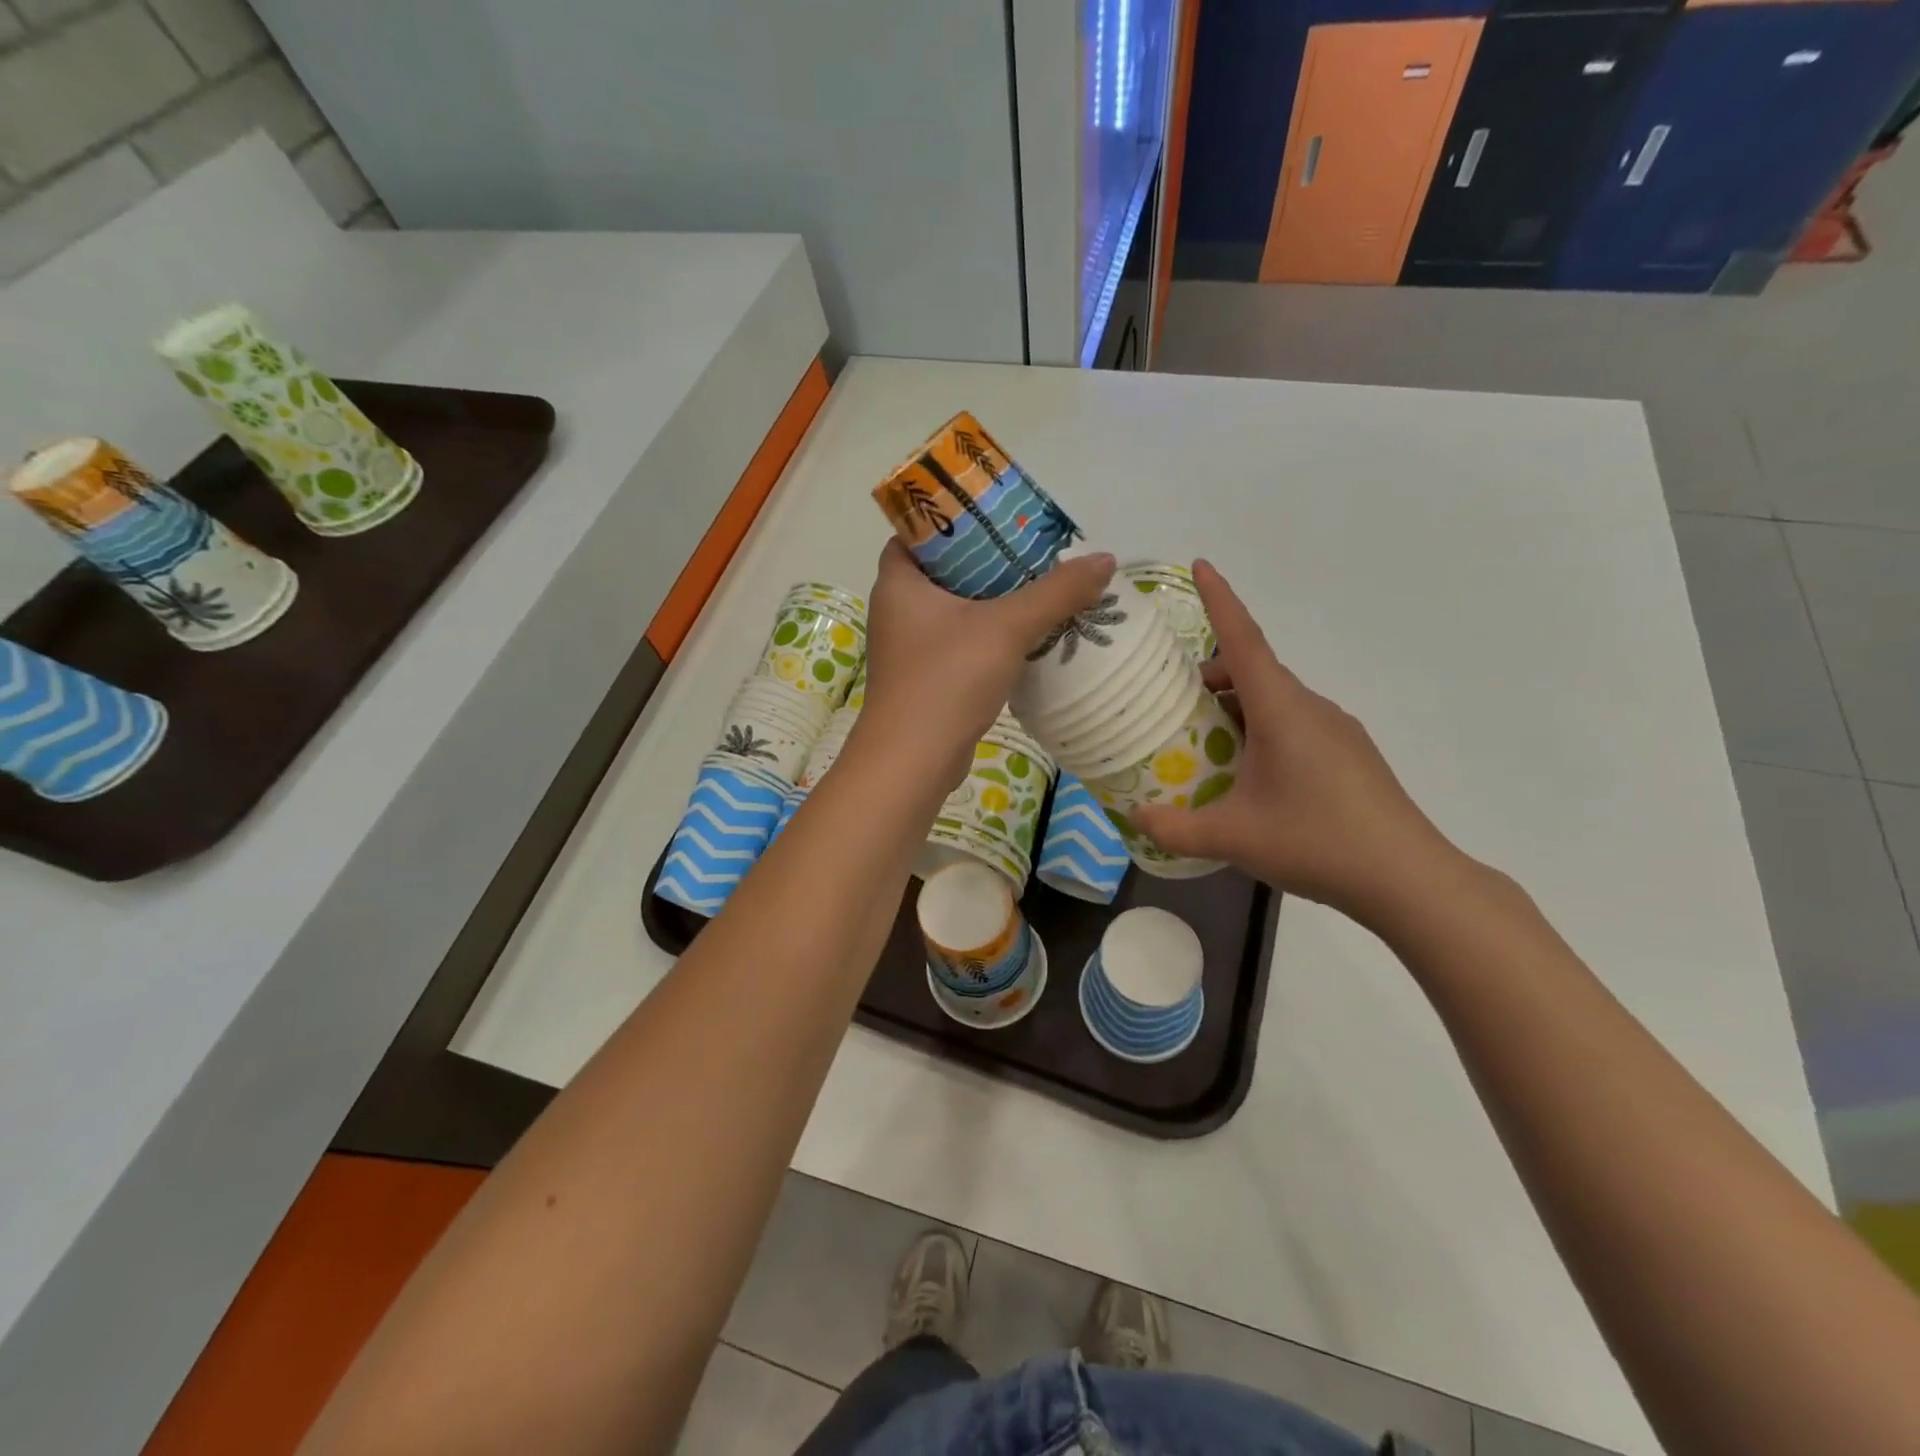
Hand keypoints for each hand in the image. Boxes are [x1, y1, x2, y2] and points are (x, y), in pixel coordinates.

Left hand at [856, 540, 1115, 785]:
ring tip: (1040, 588)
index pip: (919, 532)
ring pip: (956, 611)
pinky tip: (1027, 636)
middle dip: (987, 562)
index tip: (998, 517)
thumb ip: (1056, 592)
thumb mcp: (1007, 627)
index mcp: (898, 582)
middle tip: (1032, 552)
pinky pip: (961, 644)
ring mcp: (910, 648)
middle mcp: (897, 610)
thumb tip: (1105, 560)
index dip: (955, 519)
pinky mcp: (926, 680)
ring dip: (993, 602)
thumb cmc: (947, 679)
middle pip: (945, 570)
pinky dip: (990, 637)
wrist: (914, 761)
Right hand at [1131, 562, 1465, 927]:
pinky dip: (1262, 729)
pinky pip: (1295, 723)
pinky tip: (1251, 775)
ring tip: (1206, 744)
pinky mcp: (1350, 754)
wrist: (1408, 878)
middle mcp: (1310, 707)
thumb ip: (1175, 828)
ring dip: (1237, 706)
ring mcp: (1336, 730)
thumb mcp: (1234, 837)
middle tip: (1173, 701)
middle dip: (1212, 674)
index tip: (1200, 565)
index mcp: (1282, 710)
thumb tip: (1133, 816)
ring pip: (1275, 699)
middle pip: (1254, 670)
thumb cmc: (1317, 842)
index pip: (1243, 640)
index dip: (1219, 600)